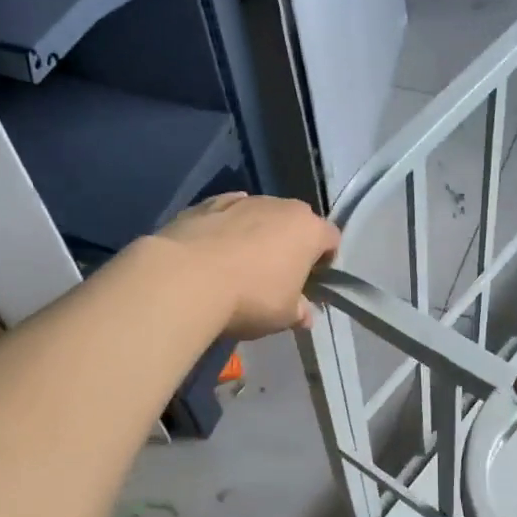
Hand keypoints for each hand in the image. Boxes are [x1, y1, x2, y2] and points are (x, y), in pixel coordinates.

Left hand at [151, 193, 340, 339]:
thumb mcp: (283, 316)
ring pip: (260, 215)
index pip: (331, 238)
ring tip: (240, 265)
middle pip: (296, 222)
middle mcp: (280, 206)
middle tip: (278, 275)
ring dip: (257, 234)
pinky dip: (226, 228)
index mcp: (308, 230)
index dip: (325, 259)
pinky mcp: (206, 203)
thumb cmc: (250, 298)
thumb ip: (299, 311)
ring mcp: (242, 200)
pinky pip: (226, 214)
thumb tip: (304, 314)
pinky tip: (214, 252)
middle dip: (291, 243)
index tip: (312, 280)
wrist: (186, 278)